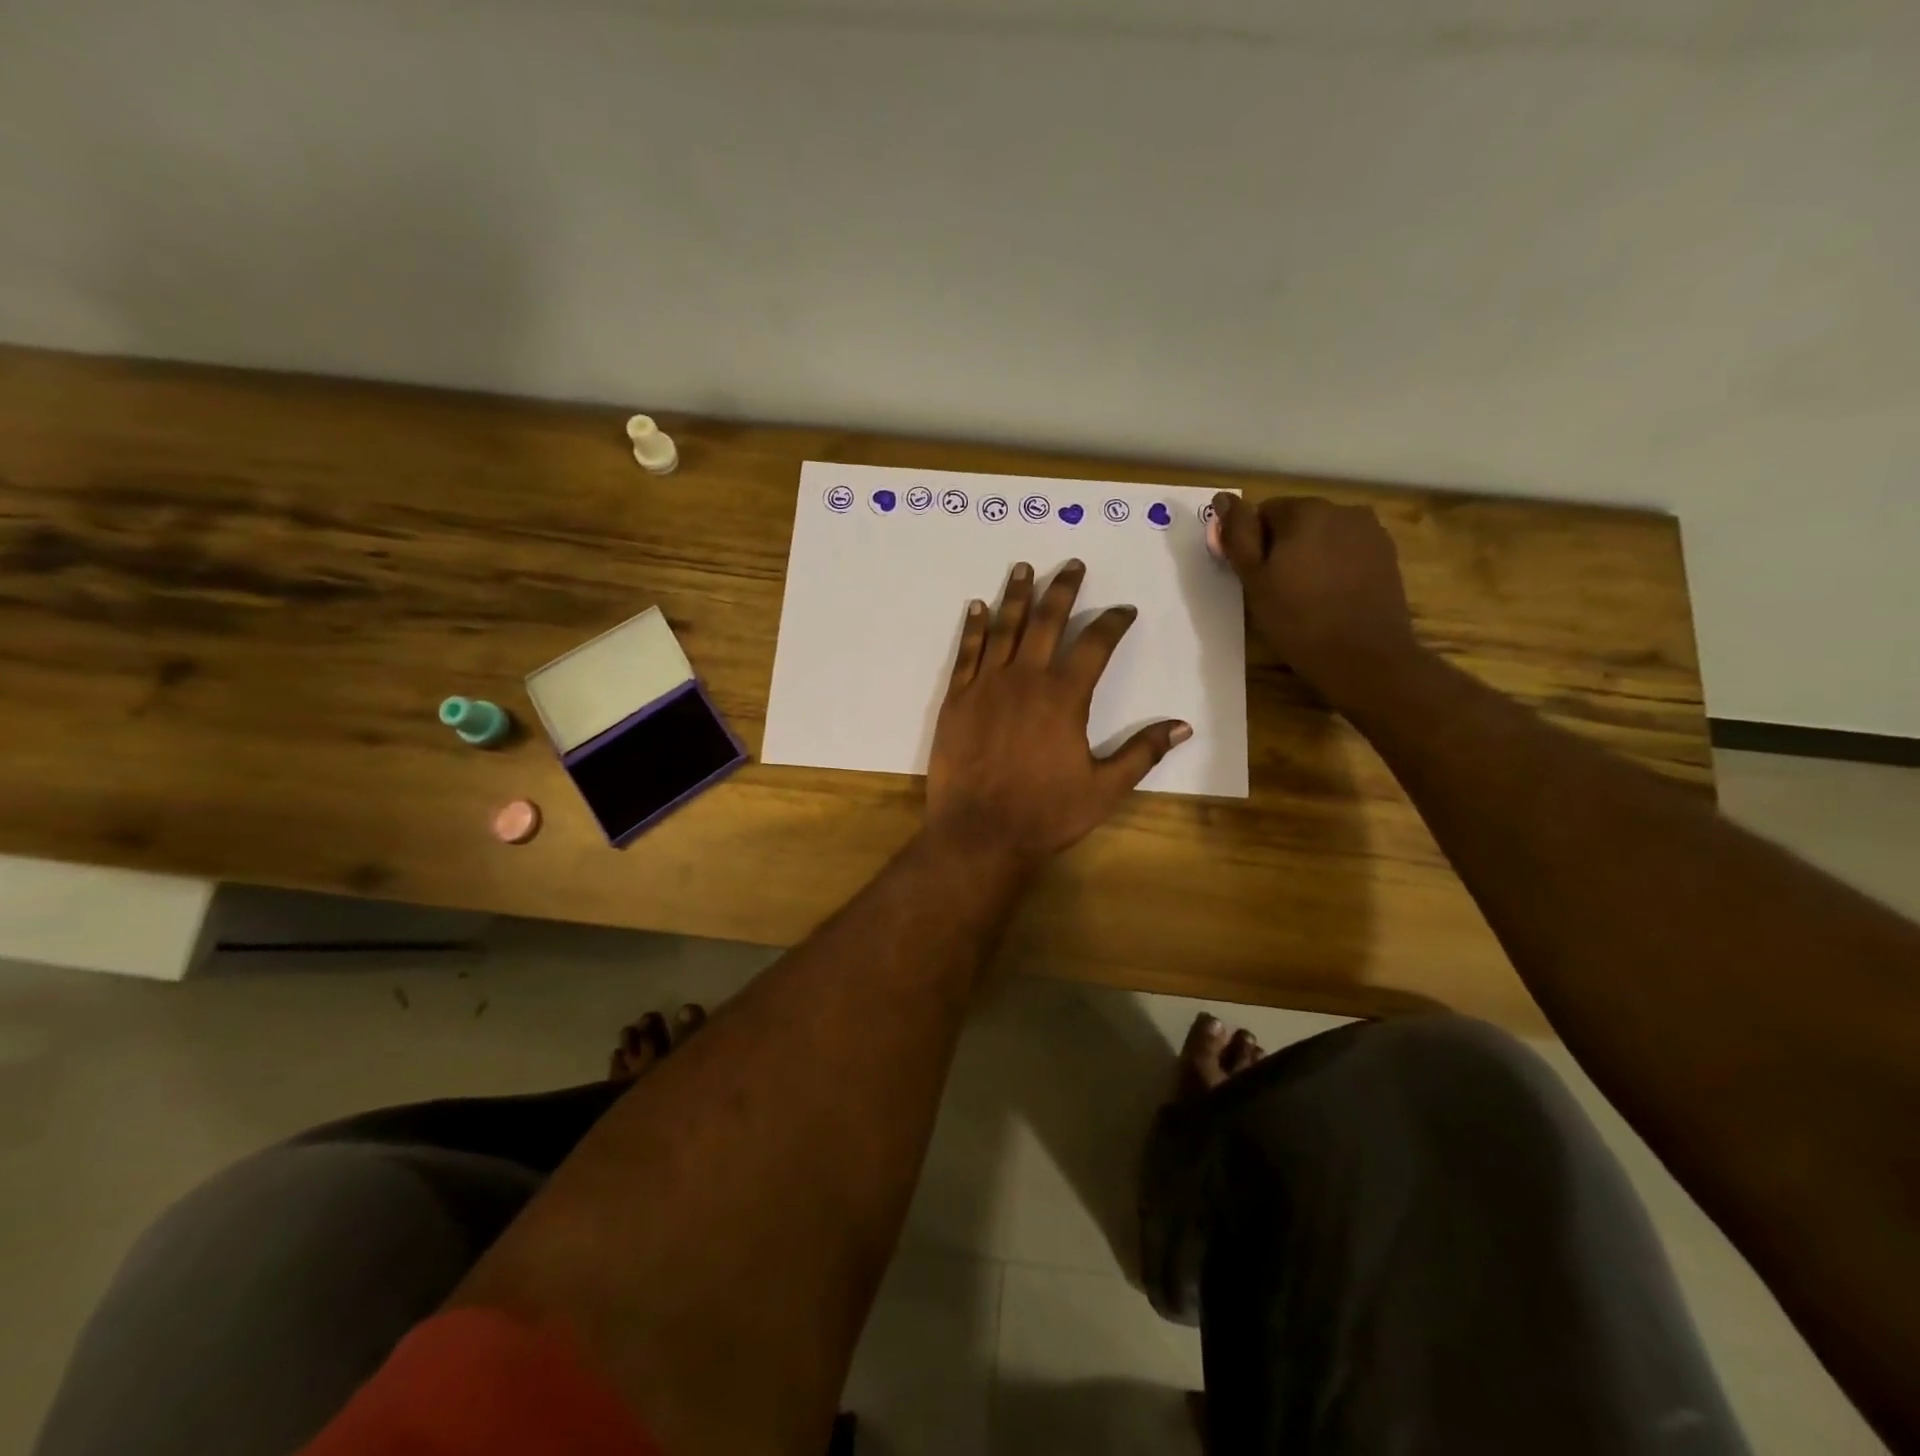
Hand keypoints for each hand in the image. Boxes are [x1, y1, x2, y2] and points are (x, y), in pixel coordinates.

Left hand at [927, 559, 1190, 866]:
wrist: (979, 834)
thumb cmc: (1045, 814)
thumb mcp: (1104, 789)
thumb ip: (1142, 753)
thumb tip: (1184, 726)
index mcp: (1064, 697)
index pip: (1096, 645)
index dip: (1113, 622)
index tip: (1124, 610)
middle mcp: (1025, 679)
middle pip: (1047, 621)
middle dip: (1062, 589)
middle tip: (1072, 564)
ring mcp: (986, 686)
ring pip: (1004, 628)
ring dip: (1016, 596)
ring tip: (1023, 568)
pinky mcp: (956, 699)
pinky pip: (966, 652)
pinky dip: (973, 627)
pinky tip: (977, 607)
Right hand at [1213, 492, 1418, 702]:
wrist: (1364, 656)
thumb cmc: (1298, 619)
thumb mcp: (1255, 580)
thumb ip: (1238, 535)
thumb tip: (1223, 498)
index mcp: (1304, 511)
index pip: (1264, 512)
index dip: (1255, 545)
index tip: (1257, 578)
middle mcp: (1341, 509)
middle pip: (1298, 520)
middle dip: (1285, 547)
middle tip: (1278, 590)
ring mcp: (1370, 531)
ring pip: (1325, 535)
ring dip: (1312, 555)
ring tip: (1308, 595)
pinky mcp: (1387, 554)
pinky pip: (1349, 550)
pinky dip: (1337, 566)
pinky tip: (1334, 597)